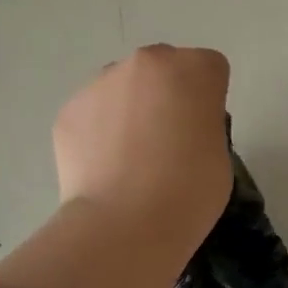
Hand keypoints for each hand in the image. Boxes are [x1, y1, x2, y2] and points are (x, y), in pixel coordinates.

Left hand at [54, 44, 232, 243]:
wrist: (125, 224)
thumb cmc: (189, 192)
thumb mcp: (219, 153)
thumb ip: (202, 124)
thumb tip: (176, 130)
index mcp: (193, 69)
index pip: (209, 69)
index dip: (207, 101)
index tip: (202, 132)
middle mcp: (145, 63)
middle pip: (162, 70)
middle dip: (165, 95)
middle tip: (166, 143)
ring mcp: (101, 83)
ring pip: (122, 88)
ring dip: (129, 110)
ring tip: (129, 160)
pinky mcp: (69, 110)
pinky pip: (92, 114)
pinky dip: (98, 133)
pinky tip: (104, 170)